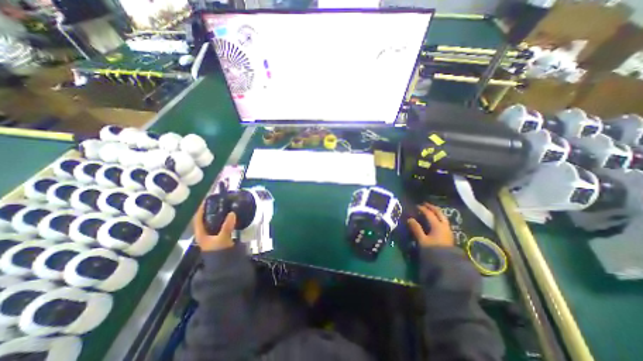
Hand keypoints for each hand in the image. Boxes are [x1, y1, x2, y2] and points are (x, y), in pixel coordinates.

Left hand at [193, 204, 237, 251]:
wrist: (224, 263)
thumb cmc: (219, 251)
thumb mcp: (223, 238)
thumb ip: (227, 226)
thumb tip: (232, 213)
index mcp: (201, 233)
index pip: (198, 218)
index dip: (201, 209)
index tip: (206, 200)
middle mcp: (205, 233)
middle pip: (205, 219)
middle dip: (210, 210)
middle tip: (217, 201)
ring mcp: (212, 234)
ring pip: (212, 221)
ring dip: (217, 214)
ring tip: (224, 206)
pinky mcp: (219, 235)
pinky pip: (219, 224)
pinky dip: (222, 219)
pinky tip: (228, 216)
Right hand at [409, 204, 453, 248]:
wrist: (447, 263)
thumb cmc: (433, 250)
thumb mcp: (422, 240)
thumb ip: (416, 229)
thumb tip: (409, 219)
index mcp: (437, 225)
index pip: (429, 214)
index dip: (422, 209)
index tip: (416, 206)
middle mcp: (444, 226)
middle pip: (439, 213)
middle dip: (432, 207)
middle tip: (425, 204)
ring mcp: (448, 230)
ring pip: (443, 217)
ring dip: (436, 212)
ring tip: (431, 211)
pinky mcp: (449, 235)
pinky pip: (444, 222)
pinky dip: (439, 218)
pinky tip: (435, 220)